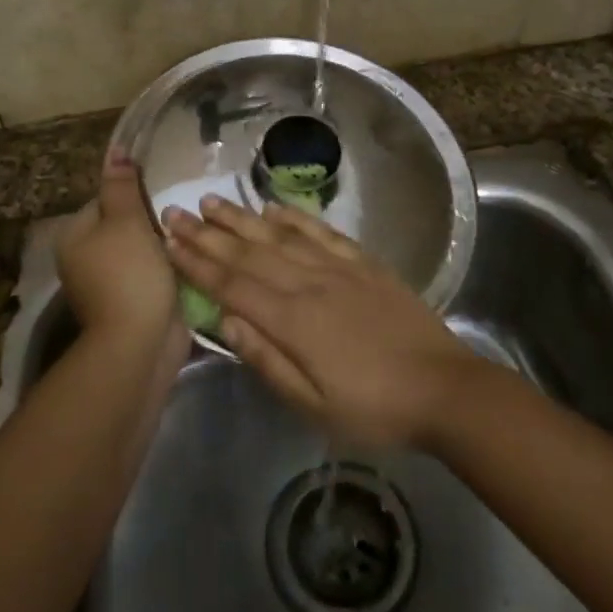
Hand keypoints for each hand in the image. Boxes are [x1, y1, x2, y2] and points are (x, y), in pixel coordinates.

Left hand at [56, 149, 180, 345]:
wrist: (140, 344)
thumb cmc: (130, 274)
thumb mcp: (126, 221)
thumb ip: (121, 186)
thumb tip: (115, 150)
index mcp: (74, 237)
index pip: (104, 200)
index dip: (133, 195)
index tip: (161, 195)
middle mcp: (85, 260)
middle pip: (123, 225)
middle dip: (152, 221)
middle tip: (180, 215)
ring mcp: (108, 285)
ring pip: (141, 250)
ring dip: (164, 245)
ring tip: (191, 235)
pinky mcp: (132, 304)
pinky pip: (151, 274)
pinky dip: (168, 268)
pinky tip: (189, 261)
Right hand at [162, 197, 478, 447]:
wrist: (444, 388)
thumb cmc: (374, 409)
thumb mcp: (315, 406)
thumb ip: (268, 361)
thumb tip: (226, 321)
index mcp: (293, 320)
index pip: (232, 285)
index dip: (197, 264)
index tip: (167, 242)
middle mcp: (310, 283)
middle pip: (249, 253)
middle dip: (208, 234)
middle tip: (175, 212)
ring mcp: (338, 268)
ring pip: (280, 236)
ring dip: (243, 218)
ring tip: (213, 202)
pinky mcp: (364, 264)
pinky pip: (321, 232)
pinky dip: (295, 217)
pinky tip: (274, 207)